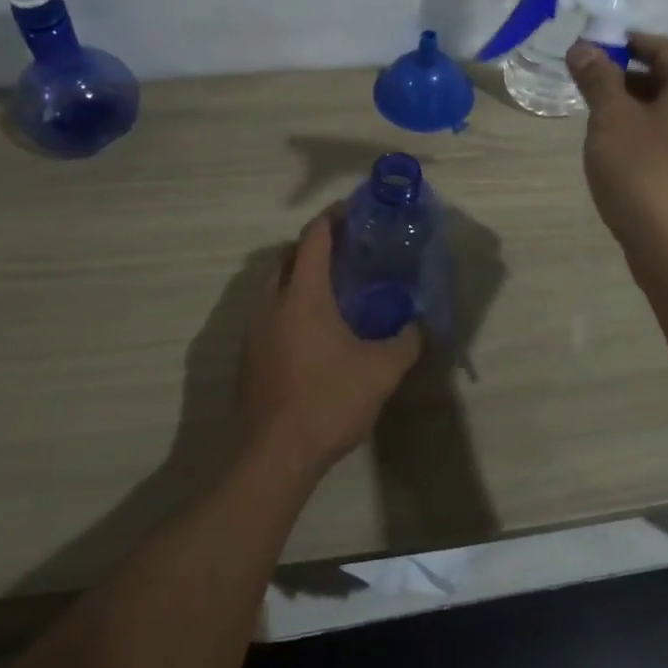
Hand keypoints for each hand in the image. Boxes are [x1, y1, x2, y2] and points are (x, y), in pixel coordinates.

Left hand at [240, 211, 421, 476]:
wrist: (273, 456)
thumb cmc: (329, 401)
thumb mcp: (382, 370)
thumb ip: (406, 340)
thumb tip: (419, 325)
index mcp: (302, 294)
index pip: (313, 238)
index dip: (332, 218)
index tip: (353, 211)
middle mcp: (271, 302)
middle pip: (288, 256)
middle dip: (315, 246)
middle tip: (348, 252)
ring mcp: (253, 329)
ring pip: (274, 285)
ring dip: (299, 277)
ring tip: (333, 290)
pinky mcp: (247, 355)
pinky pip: (269, 313)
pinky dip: (289, 306)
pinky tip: (313, 331)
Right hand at [567, 33, 667, 261]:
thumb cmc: (645, 172)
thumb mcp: (611, 119)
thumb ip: (598, 78)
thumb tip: (584, 48)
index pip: (656, 46)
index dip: (616, 47)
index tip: (581, 56)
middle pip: (666, 76)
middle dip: (623, 80)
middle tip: (583, 92)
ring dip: (633, 110)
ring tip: (596, 125)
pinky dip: (648, 136)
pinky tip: (620, 156)